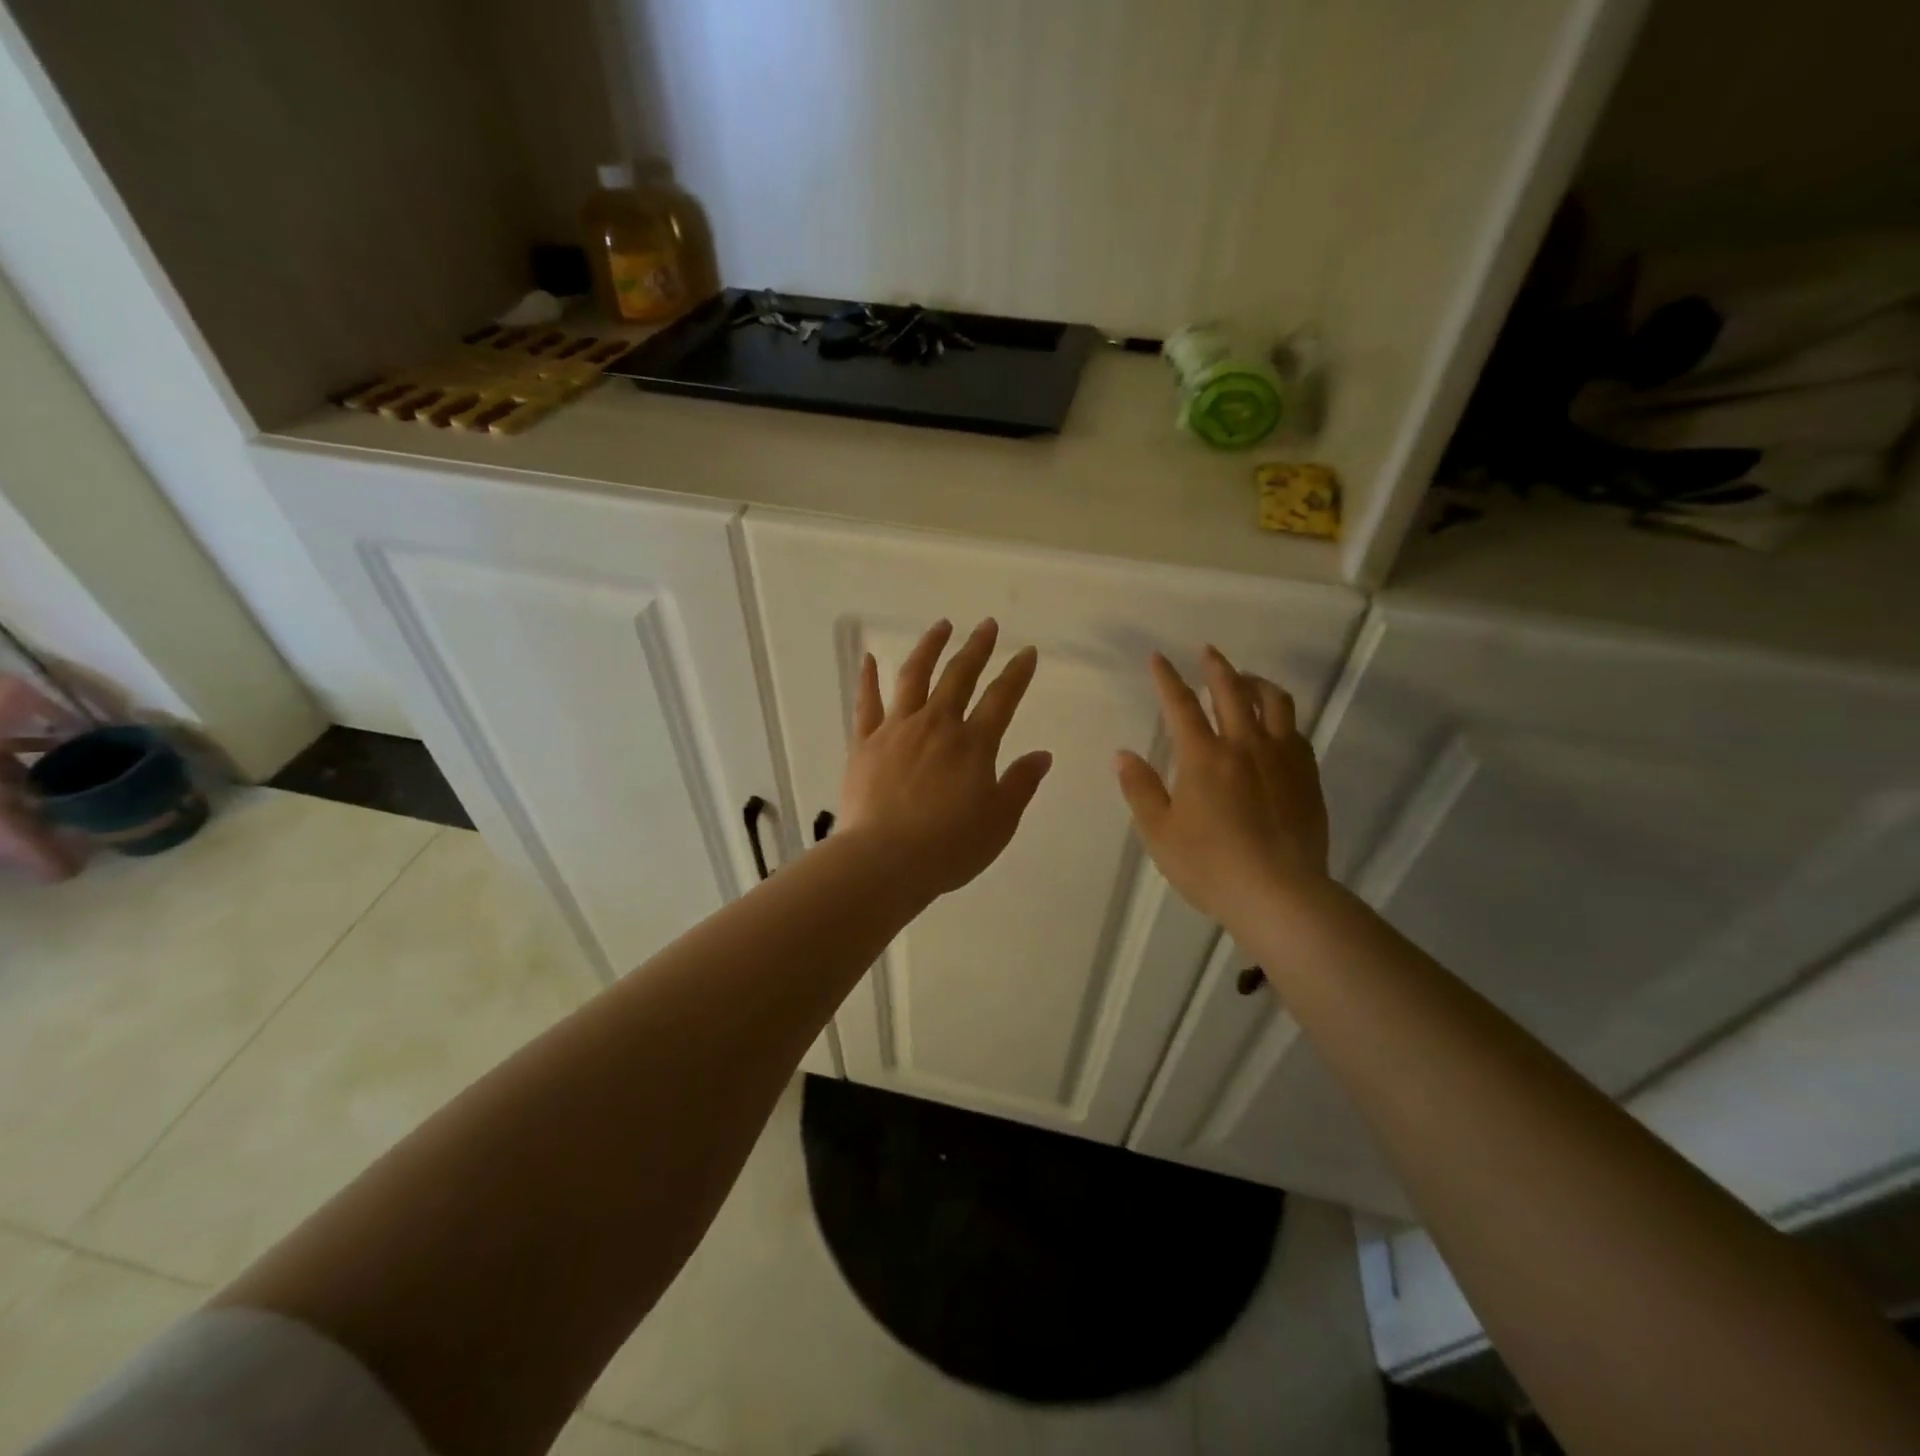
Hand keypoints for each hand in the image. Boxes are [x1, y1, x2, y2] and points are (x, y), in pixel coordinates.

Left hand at [840, 618, 1052, 899]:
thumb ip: (1021, 784)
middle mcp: (936, 725)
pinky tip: (870, 658)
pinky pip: (866, 703)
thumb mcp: (999, 821)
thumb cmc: (949, 847)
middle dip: (977, 647)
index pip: (1002, 698)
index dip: (1017, 673)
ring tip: (941, 626)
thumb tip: (1042, 754)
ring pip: (914, 677)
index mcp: (973, 744)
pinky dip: (868, 679)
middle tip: (987, 624)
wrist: (884, 861)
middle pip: (959, 676)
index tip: (1027, 651)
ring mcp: (897, 730)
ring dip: (929, 647)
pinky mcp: (864, 743)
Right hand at [1116, 646, 1329, 925]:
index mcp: (1203, 757)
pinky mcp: (1307, 775)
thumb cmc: (1210, 866)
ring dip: (1256, 683)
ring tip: (1247, 679)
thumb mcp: (1160, 833)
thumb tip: (1122, 754)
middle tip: (1208, 652)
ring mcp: (1282, 758)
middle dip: (1217, 667)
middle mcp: (1244, 745)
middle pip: (1232, 691)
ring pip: (1274, 702)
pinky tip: (1275, 724)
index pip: (1180, 705)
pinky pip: (1296, 730)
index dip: (1167, 678)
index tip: (1158, 657)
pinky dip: (1280, 716)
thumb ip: (1141, 789)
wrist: (1279, 894)